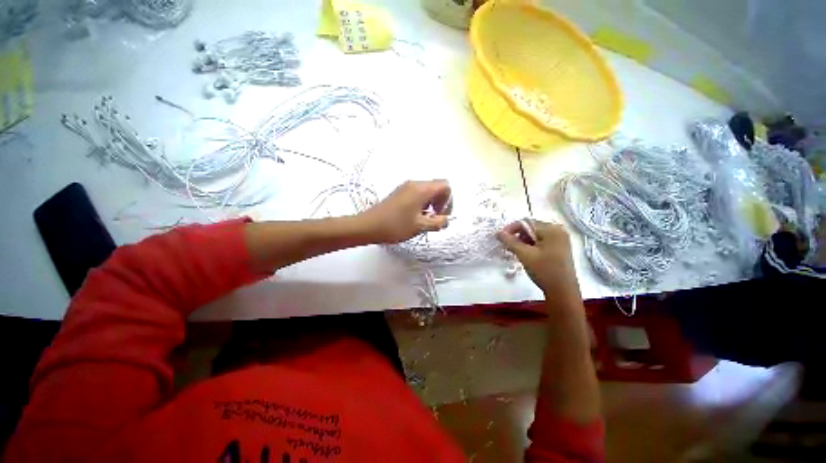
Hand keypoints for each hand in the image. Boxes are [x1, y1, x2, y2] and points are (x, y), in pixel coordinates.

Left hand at [359, 180, 451, 243]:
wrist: (368, 226)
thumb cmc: (395, 226)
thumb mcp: (420, 226)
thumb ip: (438, 223)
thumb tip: (446, 220)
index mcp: (421, 189)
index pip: (445, 186)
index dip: (448, 201)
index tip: (440, 215)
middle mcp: (414, 184)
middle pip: (436, 187)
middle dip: (440, 203)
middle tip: (433, 219)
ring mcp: (405, 187)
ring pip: (426, 191)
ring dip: (430, 204)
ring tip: (423, 220)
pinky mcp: (398, 193)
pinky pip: (416, 194)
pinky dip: (421, 204)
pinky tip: (414, 217)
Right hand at [497, 220, 580, 298]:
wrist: (562, 292)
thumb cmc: (544, 271)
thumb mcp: (525, 255)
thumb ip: (510, 241)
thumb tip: (498, 232)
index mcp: (552, 229)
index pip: (526, 222)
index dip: (511, 228)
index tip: (500, 238)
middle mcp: (558, 231)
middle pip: (531, 227)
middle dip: (517, 235)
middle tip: (507, 246)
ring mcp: (560, 240)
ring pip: (535, 235)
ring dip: (522, 241)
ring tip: (514, 251)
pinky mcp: (559, 248)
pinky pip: (541, 241)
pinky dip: (530, 245)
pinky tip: (525, 254)